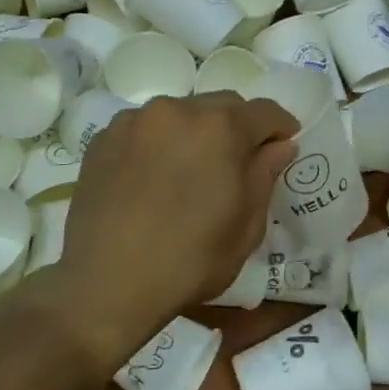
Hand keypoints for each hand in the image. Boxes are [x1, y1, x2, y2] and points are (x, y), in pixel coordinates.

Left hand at [45, 93, 296, 364]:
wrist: (107, 283)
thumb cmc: (190, 260)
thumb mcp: (246, 227)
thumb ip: (265, 176)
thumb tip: (280, 146)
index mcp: (220, 128)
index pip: (264, 111)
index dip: (280, 126)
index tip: (285, 143)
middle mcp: (176, 110)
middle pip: (221, 105)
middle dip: (237, 127)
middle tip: (239, 161)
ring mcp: (134, 121)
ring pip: (179, 113)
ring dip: (195, 132)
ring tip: (191, 170)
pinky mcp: (103, 138)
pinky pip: (144, 129)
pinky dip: (158, 142)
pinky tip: (154, 176)